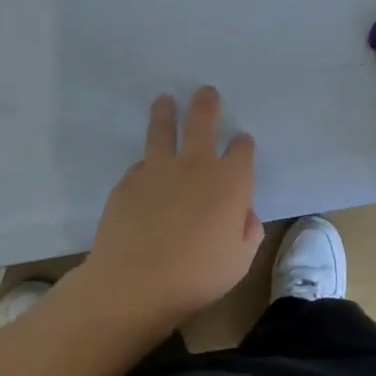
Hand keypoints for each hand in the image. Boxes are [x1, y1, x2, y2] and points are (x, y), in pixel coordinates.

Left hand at [77, 87, 264, 328]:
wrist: (134, 283)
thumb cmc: (197, 276)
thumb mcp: (240, 260)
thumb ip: (247, 231)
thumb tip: (244, 214)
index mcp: (231, 182)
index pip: (242, 149)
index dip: (243, 144)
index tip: (241, 143)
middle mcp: (197, 165)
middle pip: (203, 121)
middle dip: (207, 104)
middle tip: (205, 91)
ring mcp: (159, 170)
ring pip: (163, 129)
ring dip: (166, 112)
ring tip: (164, 100)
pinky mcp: (128, 181)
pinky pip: (141, 165)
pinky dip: (146, 165)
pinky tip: (145, 172)